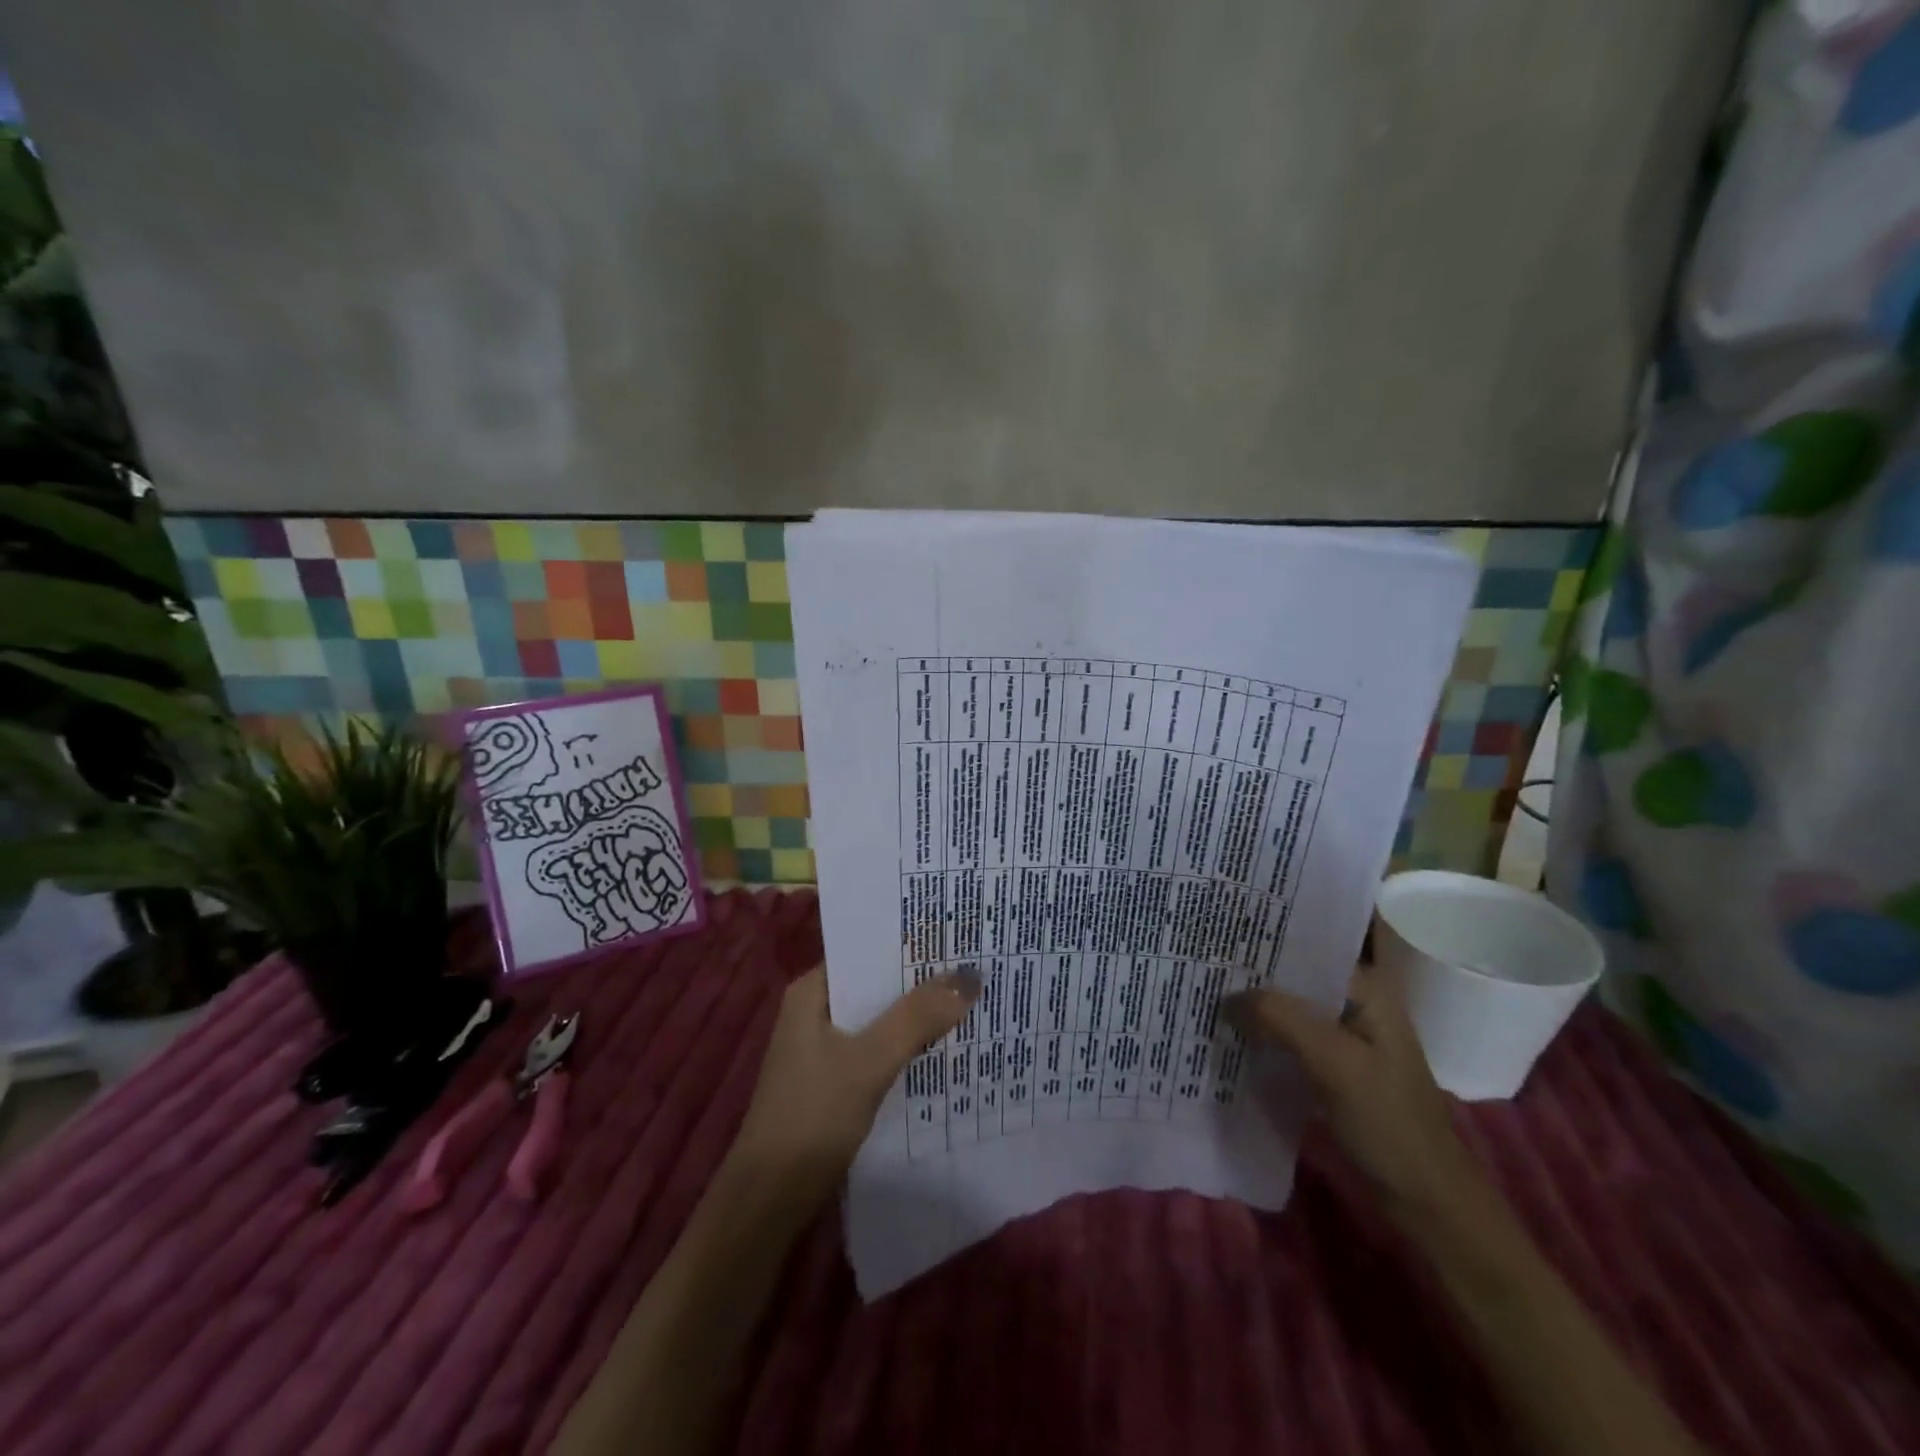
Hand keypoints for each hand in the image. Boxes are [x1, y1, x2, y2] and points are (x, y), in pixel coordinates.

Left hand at [727, 965, 979, 1214]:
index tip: (956, 935)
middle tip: (975, 964)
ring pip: (880, 1018)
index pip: (866, 949)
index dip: (909, 942)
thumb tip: (971, 975)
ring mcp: (823, 1047)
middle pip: (876, 984)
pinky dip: (906, 1045)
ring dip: (916, 1014)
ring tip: (971, 998)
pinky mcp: (834, 1079)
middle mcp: (816, 1010)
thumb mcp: (869, 1061)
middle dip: (921, 979)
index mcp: (812, 992)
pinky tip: (943, 1047)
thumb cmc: (812, 1116)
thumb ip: (917, 1018)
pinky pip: (878, 1048)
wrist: (770, 1199)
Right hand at [1225, 962, 1478, 1220]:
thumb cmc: (1389, 1122)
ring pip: (1290, 1010)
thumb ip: (1281, 1019)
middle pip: (1295, 979)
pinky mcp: (1333, 1068)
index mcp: (1367, 990)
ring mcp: (1345, 1038)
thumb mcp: (1335, 1063)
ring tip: (1205, 995)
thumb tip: (1226, 995)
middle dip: (1253, 977)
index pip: (1307, 950)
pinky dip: (1265, 1036)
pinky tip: (1230, 1035)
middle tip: (1202, 967)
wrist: (1426, 1201)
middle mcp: (1356, 1004)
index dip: (1263, 944)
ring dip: (1255, 1008)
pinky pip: (1290, 1039)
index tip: (1217, 941)